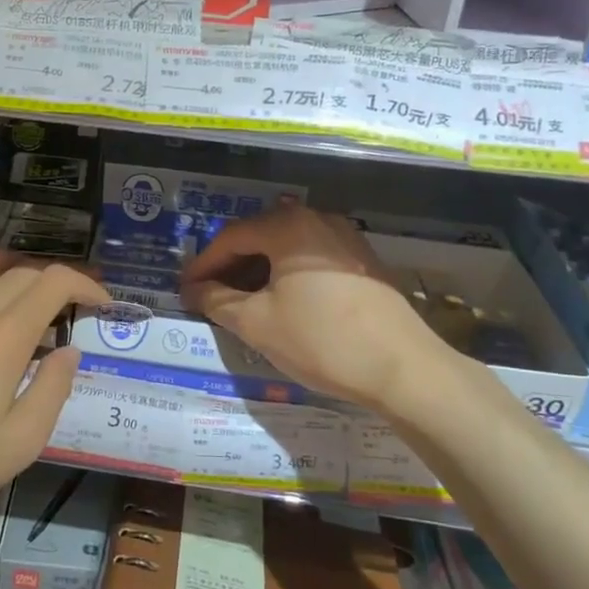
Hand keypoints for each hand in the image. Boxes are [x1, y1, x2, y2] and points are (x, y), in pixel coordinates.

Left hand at [0, 256, 108, 531]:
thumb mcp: (19, 444)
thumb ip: (53, 390)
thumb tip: (69, 351)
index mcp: (4, 338)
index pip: (54, 282)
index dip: (86, 283)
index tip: (102, 303)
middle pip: (22, 272)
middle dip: (56, 284)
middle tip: (68, 313)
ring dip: (12, 277)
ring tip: (20, 305)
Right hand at [180, 207, 451, 411]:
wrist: (403, 368)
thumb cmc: (321, 340)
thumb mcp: (258, 323)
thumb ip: (217, 301)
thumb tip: (194, 290)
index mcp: (288, 226)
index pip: (231, 237)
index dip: (203, 264)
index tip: (185, 289)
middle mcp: (317, 219)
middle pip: (260, 236)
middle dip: (230, 266)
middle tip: (208, 295)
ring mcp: (345, 238)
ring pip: (287, 248)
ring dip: (258, 271)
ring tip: (240, 302)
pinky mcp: (363, 261)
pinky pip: (311, 258)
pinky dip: (287, 275)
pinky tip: (281, 302)